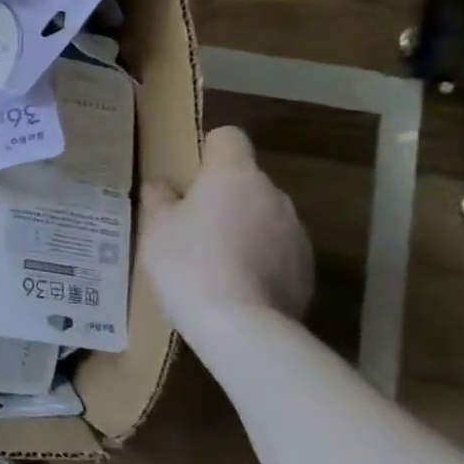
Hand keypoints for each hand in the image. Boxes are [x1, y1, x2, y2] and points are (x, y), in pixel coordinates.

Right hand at [140, 126, 313, 328]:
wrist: (241, 326)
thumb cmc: (188, 262)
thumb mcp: (155, 227)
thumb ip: (159, 198)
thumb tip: (163, 186)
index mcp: (234, 174)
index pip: (228, 137)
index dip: (208, 151)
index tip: (189, 177)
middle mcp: (273, 194)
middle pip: (246, 179)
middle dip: (223, 195)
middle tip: (192, 224)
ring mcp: (296, 231)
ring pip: (263, 215)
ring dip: (243, 226)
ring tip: (214, 259)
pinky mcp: (308, 268)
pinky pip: (277, 249)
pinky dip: (259, 257)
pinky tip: (235, 283)